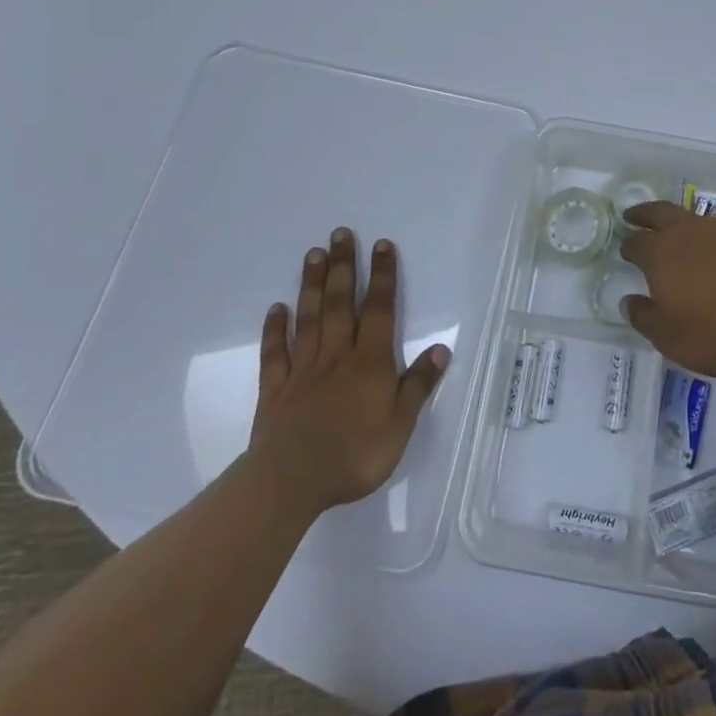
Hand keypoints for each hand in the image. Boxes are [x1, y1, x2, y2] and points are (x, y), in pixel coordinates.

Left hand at [242, 228, 450, 517]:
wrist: (291, 482)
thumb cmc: (354, 455)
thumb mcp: (400, 425)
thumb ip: (418, 386)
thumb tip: (440, 349)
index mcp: (370, 362)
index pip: (380, 310)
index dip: (383, 276)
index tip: (381, 244)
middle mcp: (337, 356)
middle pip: (341, 303)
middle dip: (344, 266)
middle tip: (340, 233)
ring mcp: (303, 370)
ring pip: (309, 319)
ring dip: (312, 285)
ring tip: (313, 254)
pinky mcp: (275, 390)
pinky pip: (275, 353)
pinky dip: (274, 329)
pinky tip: (275, 308)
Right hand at [618, 202, 715, 378]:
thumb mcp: (670, 339)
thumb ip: (645, 317)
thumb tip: (629, 301)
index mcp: (662, 254)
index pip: (637, 243)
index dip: (629, 246)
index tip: (626, 249)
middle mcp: (690, 231)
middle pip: (661, 212)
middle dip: (645, 214)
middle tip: (635, 215)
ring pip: (699, 219)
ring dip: (688, 227)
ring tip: (689, 240)